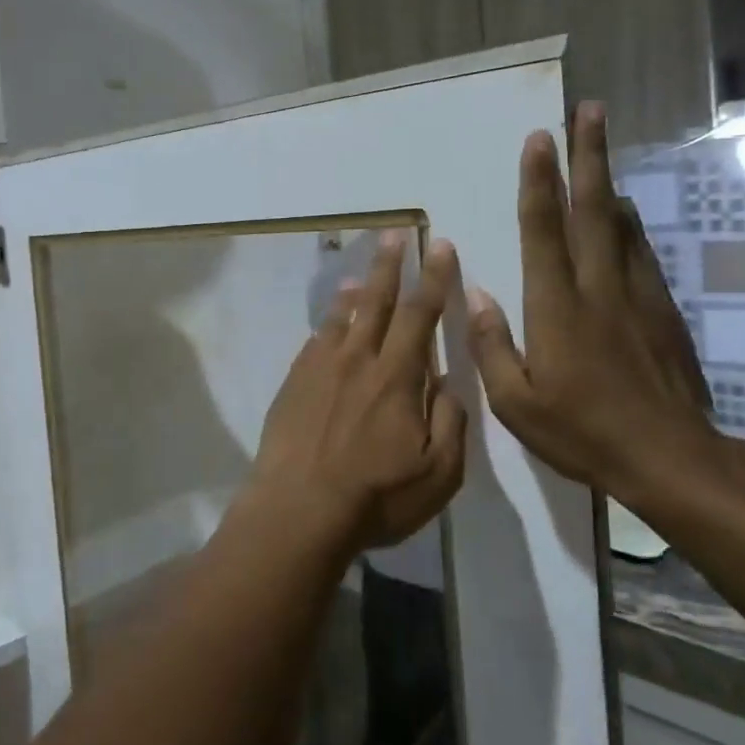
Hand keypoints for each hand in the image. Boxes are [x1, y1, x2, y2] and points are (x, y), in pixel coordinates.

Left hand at [249, 233, 467, 552]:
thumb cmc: (375, 496)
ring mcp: (321, 368)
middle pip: (378, 301)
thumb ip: (450, 421)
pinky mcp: (294, 383)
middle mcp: (358, 359)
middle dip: (390, 264)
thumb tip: (449, 382)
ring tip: (363, 273)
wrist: (298, 510)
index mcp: (397, 376)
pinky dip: (327, 323)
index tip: (440, 246)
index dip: (434, 278)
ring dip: (357, 290)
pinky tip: (329, 325)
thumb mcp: (438, 473)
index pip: (421, 314)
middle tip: (394, 233)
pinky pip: (315, 341)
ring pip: (342, 317)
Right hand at [466, 104, 744, 505]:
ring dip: (608, 180)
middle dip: (588, 155)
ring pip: (621, 224)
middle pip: (592, 209)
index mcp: (557, 308)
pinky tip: (623, 212)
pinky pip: (641, 252)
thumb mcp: (517, 403)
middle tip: (588, 111)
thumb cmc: (583, 433)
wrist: (671, 460)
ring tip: (601, 145)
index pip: (544, 231)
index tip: (539, 140)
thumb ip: (492, 345)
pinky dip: (629, 223)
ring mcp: (637, 296)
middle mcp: (598, 288)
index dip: (539, 182)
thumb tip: (478, 294)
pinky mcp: (662, 311)